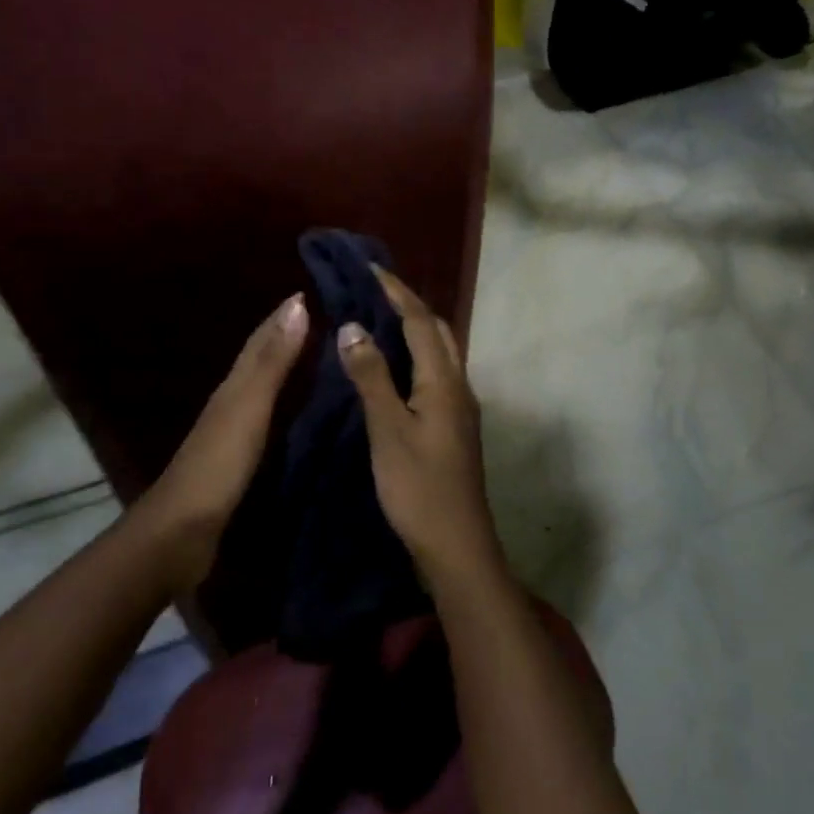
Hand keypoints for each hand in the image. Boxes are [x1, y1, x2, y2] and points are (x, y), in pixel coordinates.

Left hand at [139, 293, 307, 590]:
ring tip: (318, 357)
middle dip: (286, 336)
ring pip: (263, 388)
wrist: (180, 533)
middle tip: (322, 319)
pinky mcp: (239, 462)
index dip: (282, 316)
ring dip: (285, 368)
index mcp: (234, 386)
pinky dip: (284, 405)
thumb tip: (297, 305)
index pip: (261, 340)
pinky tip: (299, 413)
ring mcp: (233, 433)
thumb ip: (274, 361)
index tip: (309, 292)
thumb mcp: (250, 407)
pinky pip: (267, 419)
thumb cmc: (218, 465)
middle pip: (260, 360)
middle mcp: (232, 402)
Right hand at [337, 268, 504, 585]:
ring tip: (382, 318)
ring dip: (416, 329)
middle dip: (410, 304)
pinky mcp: (455, 426)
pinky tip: (396, 367)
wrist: (457, 545)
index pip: (420, 321)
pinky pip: (437, 373)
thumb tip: (353, 326)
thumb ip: (372, 377)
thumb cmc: (418, 487)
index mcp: (443, 381)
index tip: (372, 268)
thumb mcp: (387, 430)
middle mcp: (458, 385)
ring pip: (441, 352)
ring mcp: (460, 407)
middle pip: (438, 330)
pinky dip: (417, 355)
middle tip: (376, 289)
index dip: (397, 292)